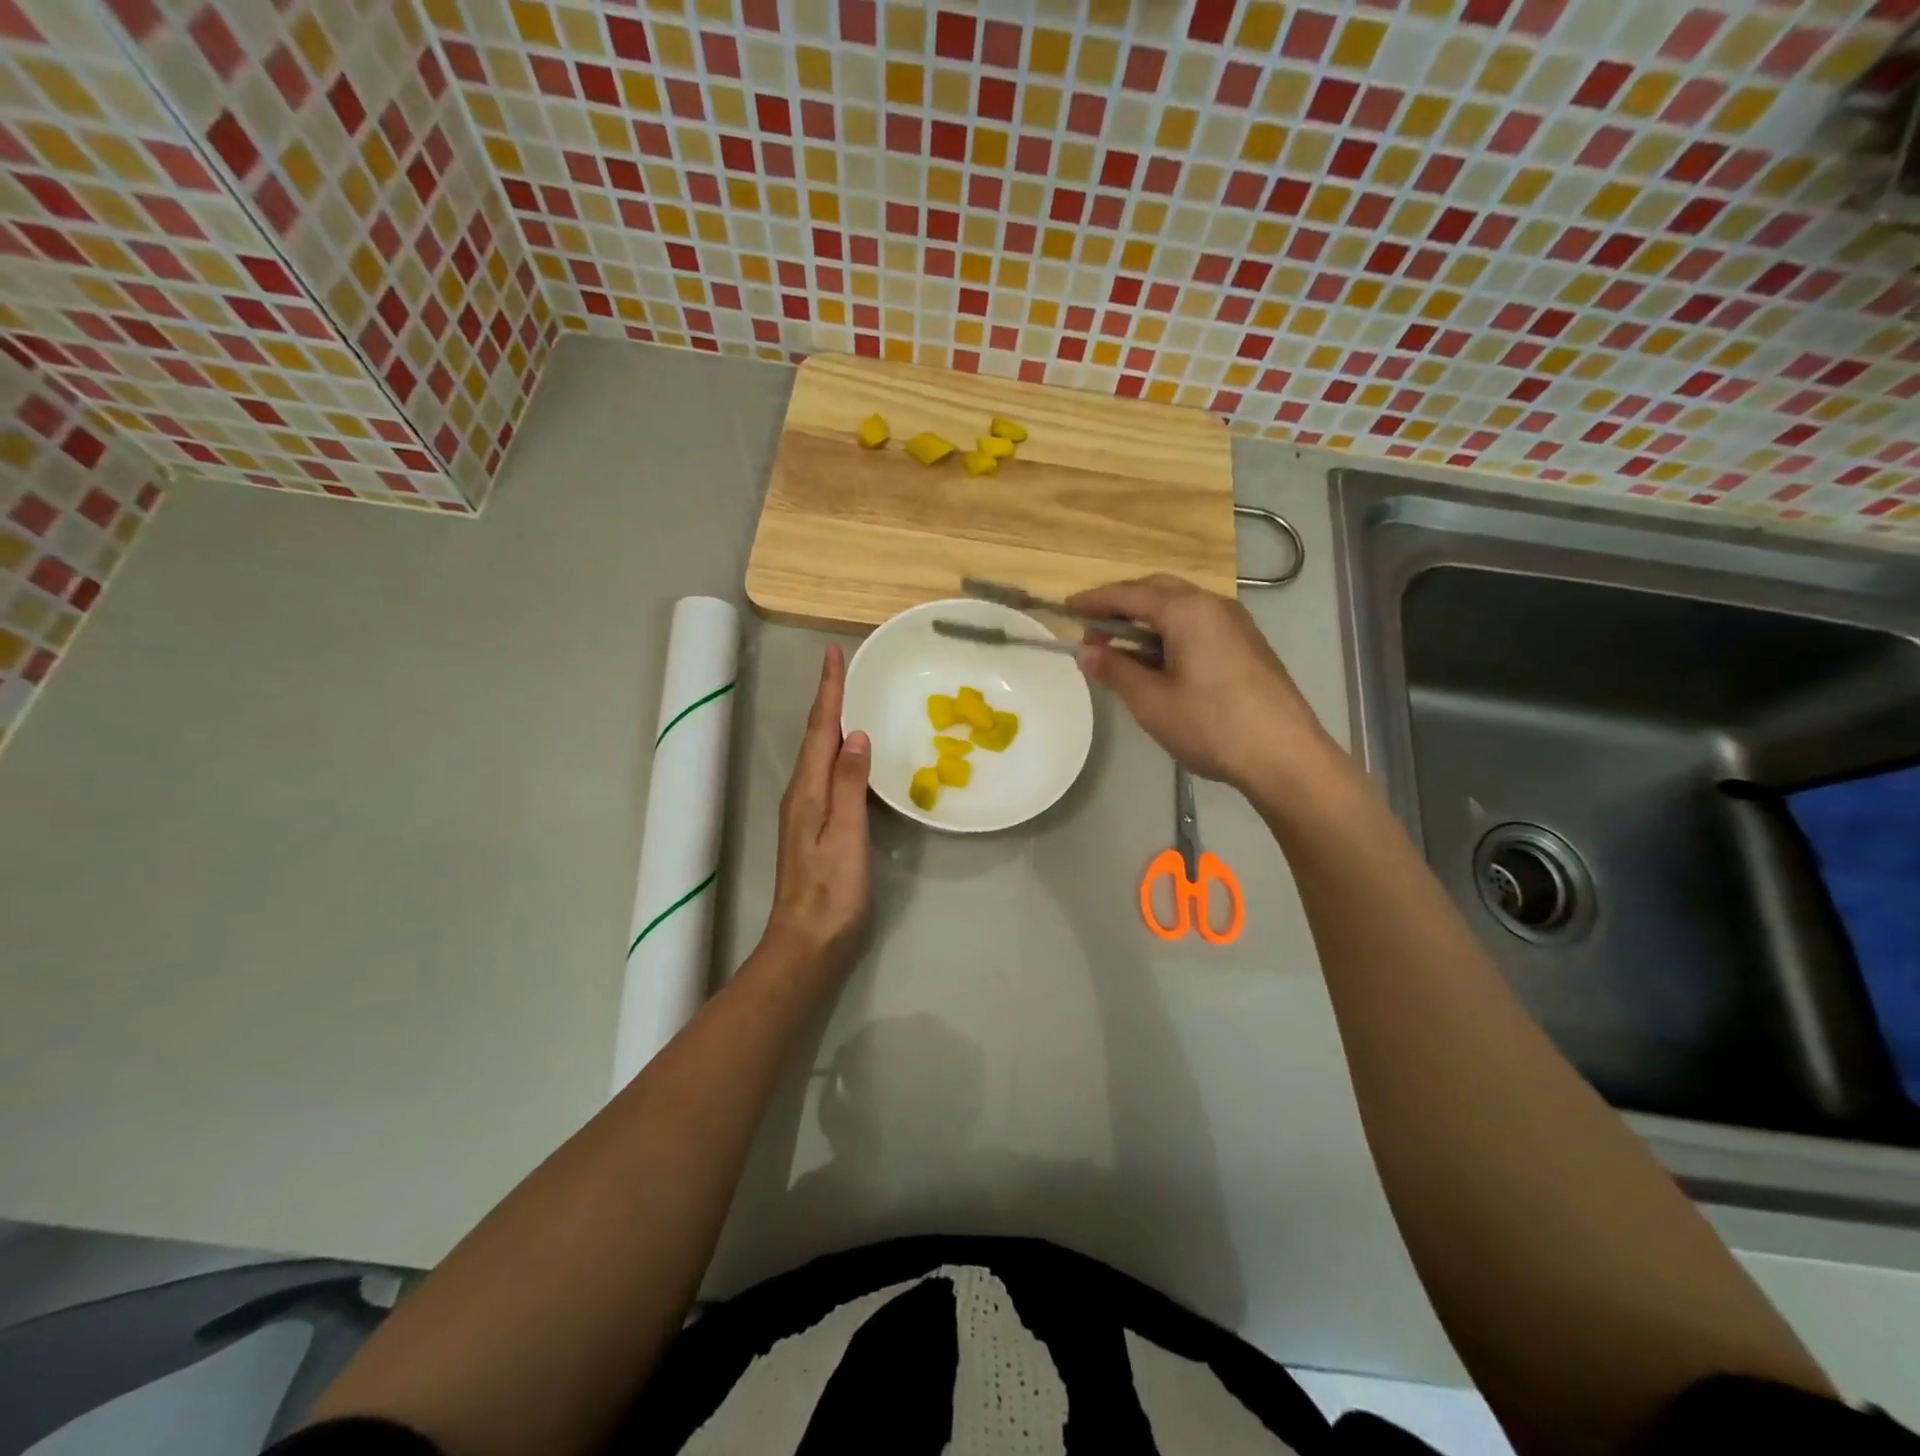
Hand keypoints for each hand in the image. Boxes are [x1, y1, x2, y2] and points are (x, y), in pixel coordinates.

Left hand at [764, 644, 871, 974]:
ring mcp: (805, 812)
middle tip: (843, 667)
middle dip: (828, 698)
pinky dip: (837, 751)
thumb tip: (855, 736)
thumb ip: (849, 785)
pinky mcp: (815, 828)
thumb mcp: (845, 835)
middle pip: (815, 736)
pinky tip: (850, 754)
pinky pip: (826, 774)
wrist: (807, 944)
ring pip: (819, 754)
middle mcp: (801, 794)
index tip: (834, 653)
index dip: (829, 691)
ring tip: (848, 698)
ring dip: (832, 722)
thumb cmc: (831, 892)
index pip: (821, 729)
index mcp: (807, 791)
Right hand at [1070, 575, 1337, 793]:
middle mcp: (1213, 604)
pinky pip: (1198, 624)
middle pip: (1157, 591)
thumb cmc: (1211, 725)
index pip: (1129, 594)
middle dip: (1121, 605)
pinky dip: (1170, 632)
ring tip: (1121, 650)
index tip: (1067, 609)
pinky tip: (1159, 663)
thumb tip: (1086, 652)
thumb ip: (1116, 670)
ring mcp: (1235, 623)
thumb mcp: (1151, 701)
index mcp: (1187, 610)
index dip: (1094, 600)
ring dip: (1146, 620)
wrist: (1285, 755)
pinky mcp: (1247, 644)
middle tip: (1094, 633)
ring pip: (1180, 607)